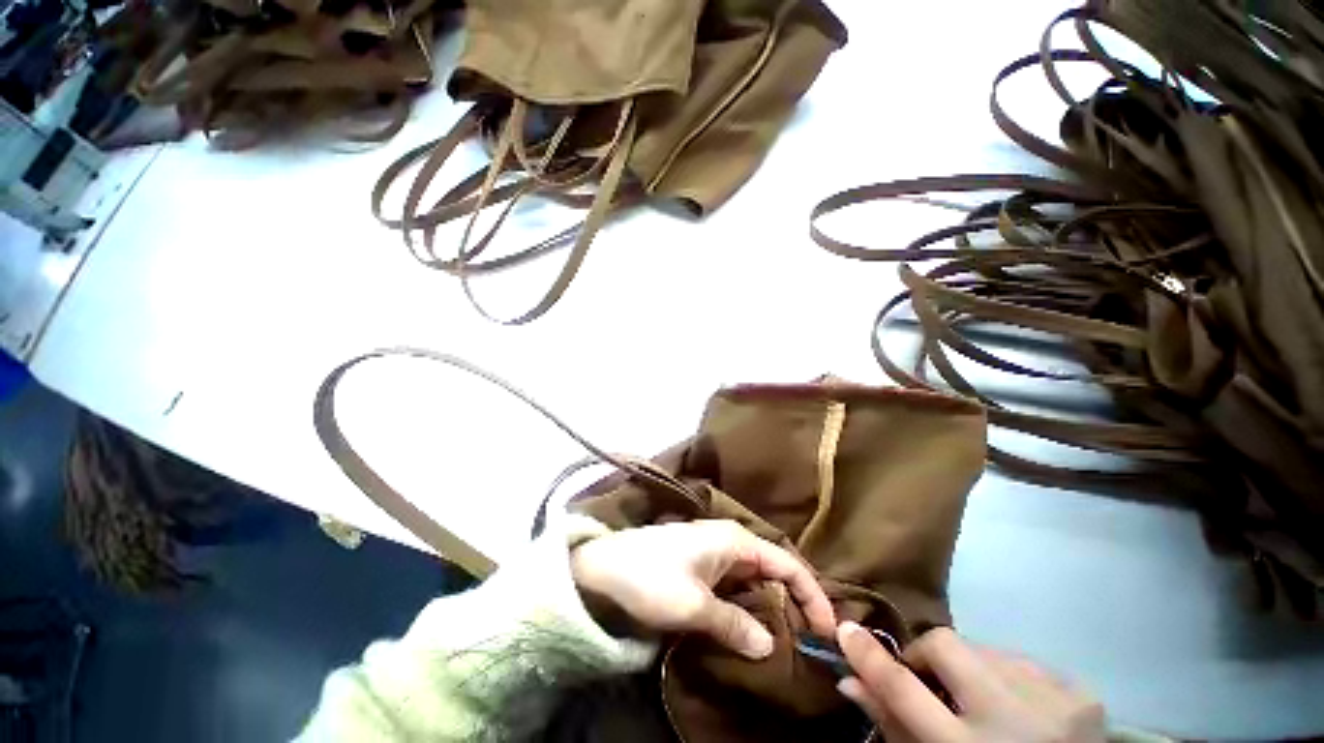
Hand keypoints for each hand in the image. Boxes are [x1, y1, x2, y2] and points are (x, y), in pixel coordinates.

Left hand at [569, 520, 835, 659]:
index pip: (790, 565)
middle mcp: (728, 545)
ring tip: (785, 640)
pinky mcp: (693, 576)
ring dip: (770, 611)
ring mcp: (709, 560)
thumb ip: (735, 626)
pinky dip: (745, 613)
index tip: (825, 627)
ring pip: (753, 586)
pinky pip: (732, 594)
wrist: (589, 574)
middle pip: (775, 574)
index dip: (813, 596)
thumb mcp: (693, 607)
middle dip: (794, 604)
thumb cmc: (646, 581)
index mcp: (735, 541)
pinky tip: (749, 633)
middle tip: (809, 638)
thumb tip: (768, 648)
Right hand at [837, 623, 1105, 742]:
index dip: (871, 659)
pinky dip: (1015, 681)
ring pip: (995, 653)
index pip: (904, 691)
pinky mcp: (1082, 690)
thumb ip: (896, 730)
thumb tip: (854, 686)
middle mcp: (1006, 715)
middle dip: (926, 653)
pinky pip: (1035, 667)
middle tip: (923, 677)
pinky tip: (1020, 709)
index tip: (849, 632)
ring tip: (982, 706)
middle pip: (951, 648)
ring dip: (976, 673)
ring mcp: (1051, 697)